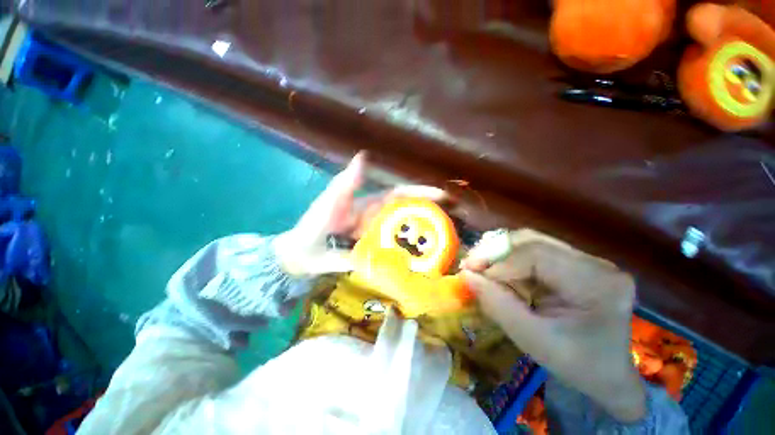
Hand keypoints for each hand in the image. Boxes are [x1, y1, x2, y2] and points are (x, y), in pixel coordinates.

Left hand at [273, 152, 447, 276]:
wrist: (301, 255)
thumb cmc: (313, 226)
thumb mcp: (330, 202)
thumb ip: (346, 183)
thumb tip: (363, 155)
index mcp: (371, 204)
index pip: (401, 195)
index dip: (421, 192)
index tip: (443, 195)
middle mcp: (378, 219)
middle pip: (408, 214)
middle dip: (430, 214)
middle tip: (455, 221)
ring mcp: (377, 237)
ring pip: (404, 234)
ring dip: (423, 236)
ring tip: (447, 242)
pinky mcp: (374, 253)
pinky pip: (394, 253)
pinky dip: (408, 255)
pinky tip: (424, 262)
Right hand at [462, 229, 645, 421]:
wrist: (607, 374)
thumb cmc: (576, 365)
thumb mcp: (533, 340)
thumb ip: (498, 306)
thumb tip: (466, 276)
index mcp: (597, 284)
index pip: (537, 256)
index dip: (498, 262)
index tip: (470, 272)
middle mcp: (596, 263)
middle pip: (532, 241)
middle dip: (494, 251)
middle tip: (470, 265)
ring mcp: (586, 259)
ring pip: (530, 241)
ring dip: (499, 252)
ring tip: (479, 266)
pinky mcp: (573, 262)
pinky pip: (532, 250)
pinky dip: (508, 258)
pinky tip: (496, 269)